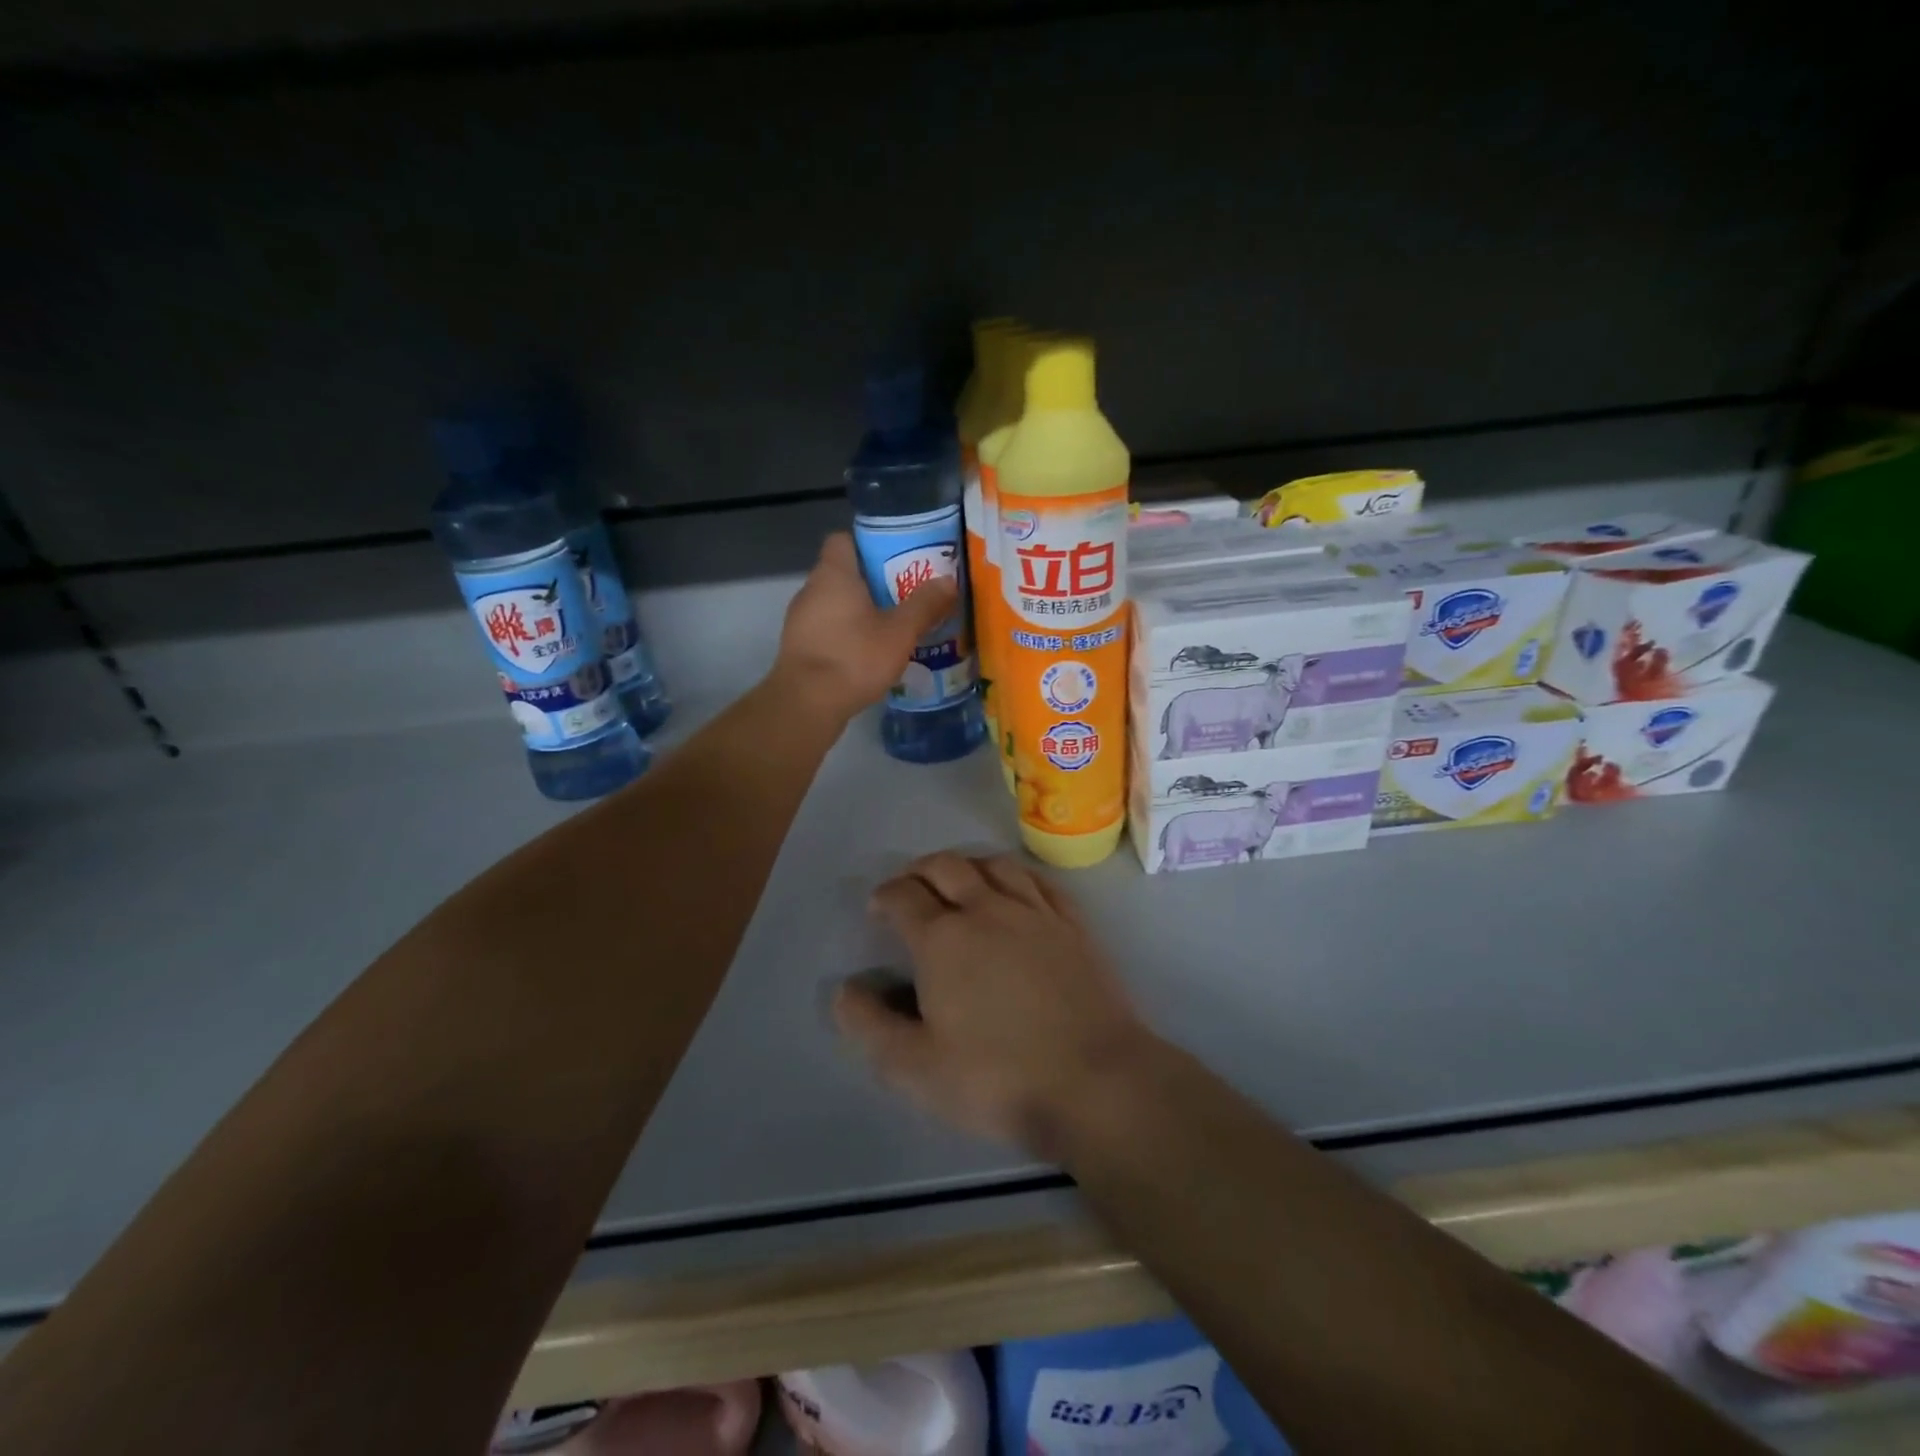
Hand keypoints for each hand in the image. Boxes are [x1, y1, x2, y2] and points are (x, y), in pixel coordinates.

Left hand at [772, 533, 958, 721]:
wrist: (807, 704)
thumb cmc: (854, 657)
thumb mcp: (900, 632)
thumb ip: (924, 604)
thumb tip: (948, 580)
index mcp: (833, 574)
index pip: (844, 539)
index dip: (870, 544)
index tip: (897, 559)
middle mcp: (811, 589)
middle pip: (844, 573)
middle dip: (874, 582)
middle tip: (906, 595)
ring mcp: (800, 619)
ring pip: (835, 603)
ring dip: (860, 611)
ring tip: (893, 626)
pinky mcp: (799, 647)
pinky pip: (827, 629)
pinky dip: (847, 635)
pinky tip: (868, 653)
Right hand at [834, 851, 1152, 1153]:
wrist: (1095, 1080)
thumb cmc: (997, 1077)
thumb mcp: (915, 1068)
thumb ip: (871, 1026)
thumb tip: (844, 990)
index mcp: (943, 938)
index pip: (904, 896)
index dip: (884, 896)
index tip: (878, 909)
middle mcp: (986, 909)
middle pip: (946, 866)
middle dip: (920, 870)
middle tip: (910, 886)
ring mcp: (1034, 912)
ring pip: (994, 865)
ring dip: (967, 864)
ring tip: (958, 879)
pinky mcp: (1072, 924)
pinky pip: (1038, 880)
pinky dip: (1015, 875)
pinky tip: (1015, 888)